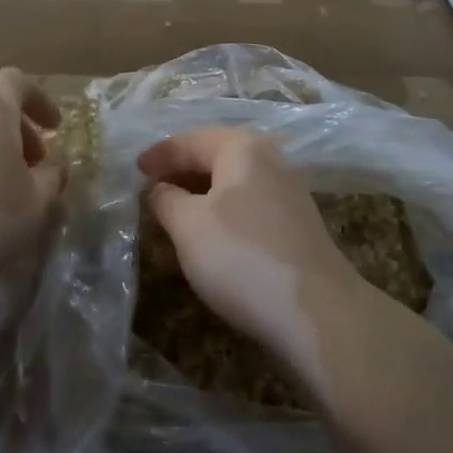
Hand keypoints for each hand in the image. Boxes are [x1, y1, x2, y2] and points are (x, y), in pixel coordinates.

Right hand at [137, 128, 355, 363]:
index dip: (160, 154)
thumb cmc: (242, 257)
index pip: (191, 140)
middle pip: (217, 156)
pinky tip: (212, 234)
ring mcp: (290, 193)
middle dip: (183, 170)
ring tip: (176, 211)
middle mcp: (271, 160)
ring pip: (235, 182)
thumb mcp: (188, 226)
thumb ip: (166, 199)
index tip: (135, 170)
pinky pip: (250, 204)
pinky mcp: (299, 225)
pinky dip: (224, 210)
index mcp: (243, 148)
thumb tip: (159, 188)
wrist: (317, 312)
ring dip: (203, 192)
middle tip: (153, 188)